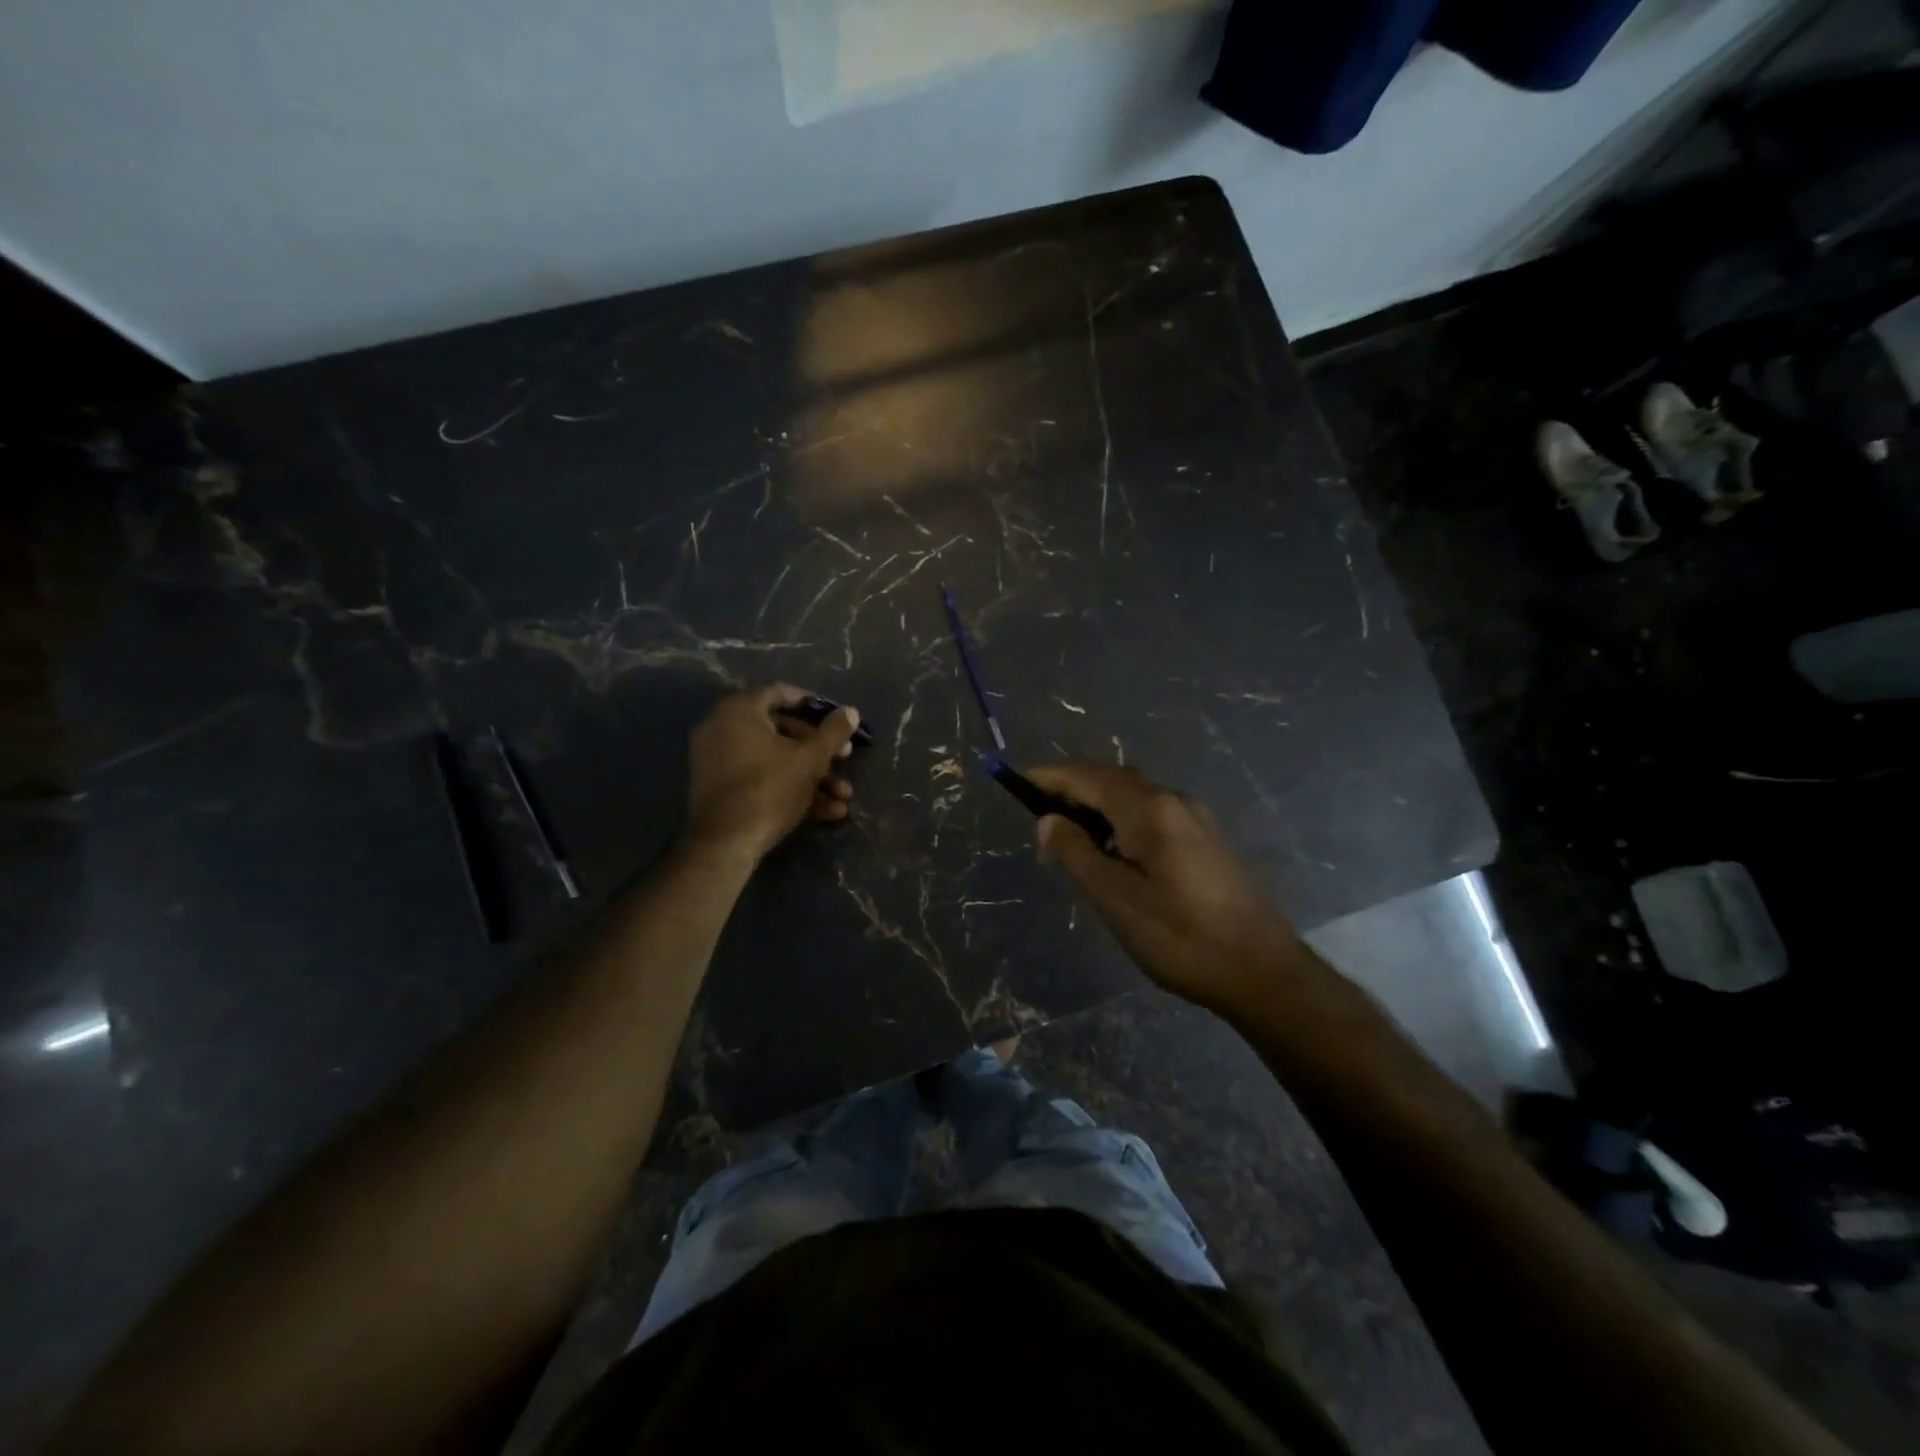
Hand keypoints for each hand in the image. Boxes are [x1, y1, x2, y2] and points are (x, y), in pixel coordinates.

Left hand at [685, 685, 860, 861]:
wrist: (725, 844)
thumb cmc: (770, 788)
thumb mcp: (810, 759)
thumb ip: (833, 732)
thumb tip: (851, 712)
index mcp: (739, 711)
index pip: (781, 693)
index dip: (814, 704)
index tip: (838, 719)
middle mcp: (723, 728)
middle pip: (781, 729)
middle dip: (819, 748)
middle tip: (846, 758)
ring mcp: (719, 760)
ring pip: (775, 759)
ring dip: (812, 776)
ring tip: (843, 796)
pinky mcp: (721, 789)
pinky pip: (760, 778)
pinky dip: (790, 789)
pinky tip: (826, 812)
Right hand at [1027, 764, 1303, 1016]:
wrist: (1262, 971)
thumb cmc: (1181, 937)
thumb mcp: (1116, 899)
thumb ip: (1077, 853)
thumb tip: (1048, 820)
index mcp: (1150, 810)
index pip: (1088, 777)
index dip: (1050, 777)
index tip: (1017, 781)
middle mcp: (1174, 801)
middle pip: (1111, 780)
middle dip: (1072, 790)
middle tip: (1039, 819)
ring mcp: (1195, 818)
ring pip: (1133, 798)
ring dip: (1097, 807)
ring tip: (1068, 838)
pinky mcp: (1206, 839)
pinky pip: (1151, 814)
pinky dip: (1121, 820)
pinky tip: (1112, 852)